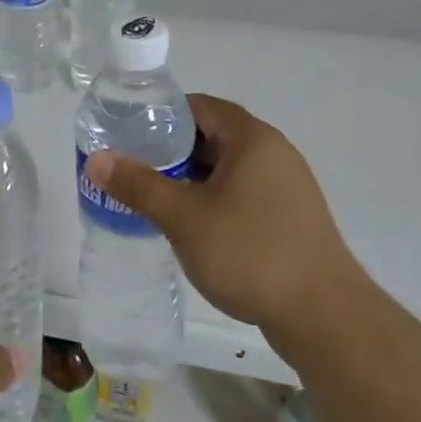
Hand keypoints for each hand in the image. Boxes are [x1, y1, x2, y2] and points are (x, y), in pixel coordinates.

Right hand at [83, 94, 365, 335]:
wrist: (324, 315)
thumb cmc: (250, 253)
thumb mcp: (184, 218)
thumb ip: (139, 185)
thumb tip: (97, 159)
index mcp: (252, 139)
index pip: (200, 106)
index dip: (162, 115)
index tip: (130, 134)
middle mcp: (274, 152)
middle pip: (214, 136)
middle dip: (173, 151)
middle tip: (136, 169)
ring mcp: (288, 186)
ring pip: (229, 168)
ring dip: (194, 179)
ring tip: (158, 199)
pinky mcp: (292, 216)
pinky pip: (245, 193)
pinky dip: (216, 199)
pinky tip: (196, 228)